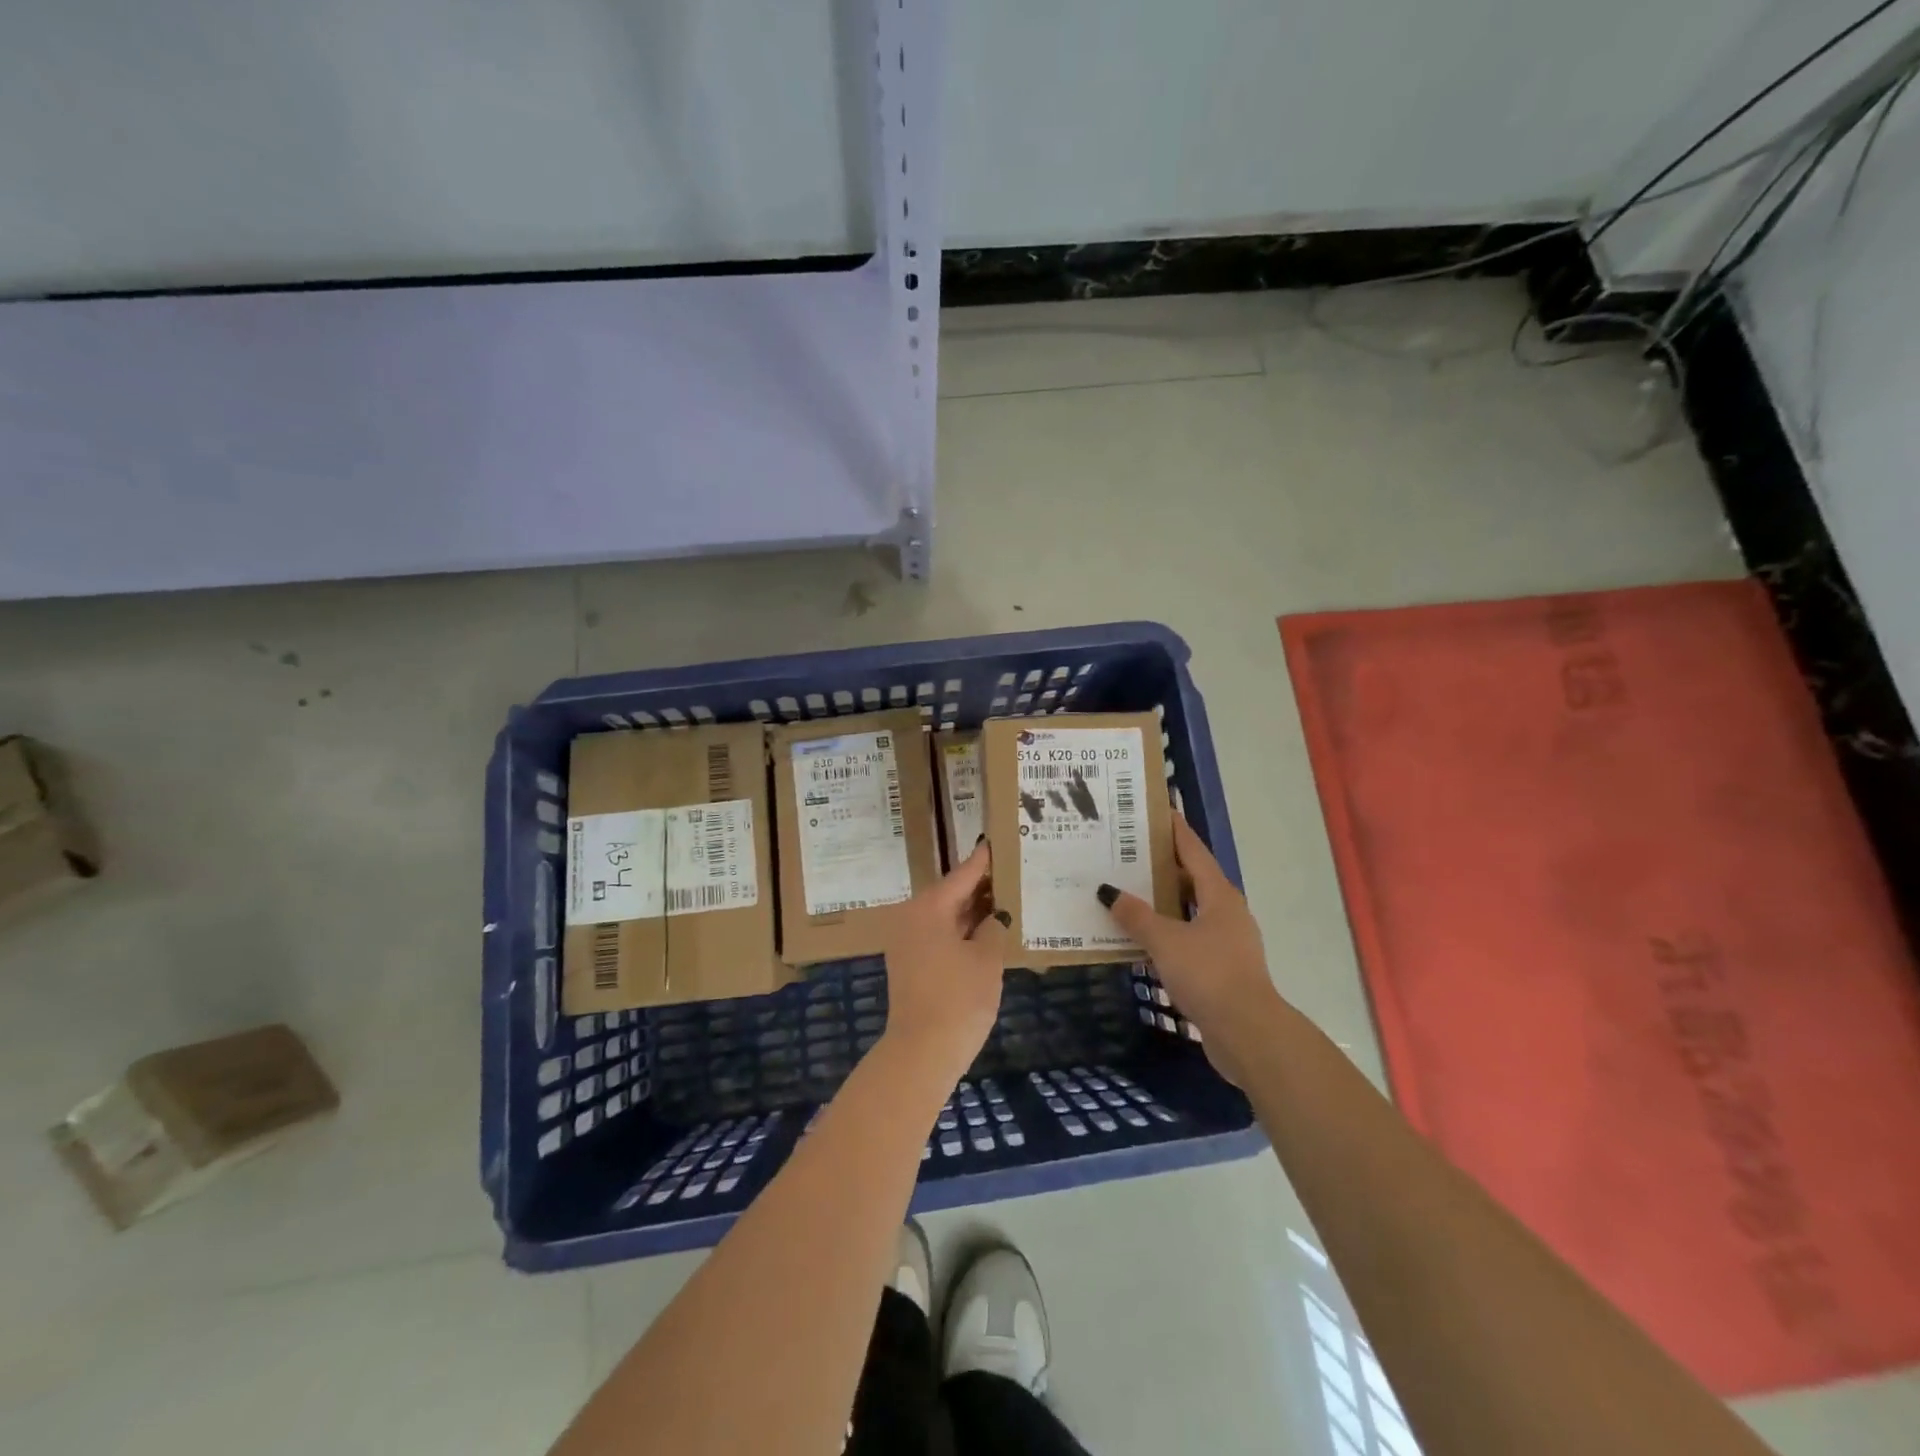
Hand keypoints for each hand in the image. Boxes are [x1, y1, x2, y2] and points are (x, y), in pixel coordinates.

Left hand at [881, 841, 1008, 1081]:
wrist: (922, 1052)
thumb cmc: (959, 998)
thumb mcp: (987, 958)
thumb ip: (994, 927)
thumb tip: (994, 916)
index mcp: (929, 906)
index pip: (964, 873)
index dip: (986, 859)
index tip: (1000, 839)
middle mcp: (912, 916)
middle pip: (952, 892)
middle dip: (982, 886)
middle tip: (1012, 871)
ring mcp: (907, 941)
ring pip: (946, 914)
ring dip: (973, 910)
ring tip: (1006, 898)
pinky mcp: (910, 963)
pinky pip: (939, 933)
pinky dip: (962, 929)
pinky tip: (987, 931)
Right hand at [1099, 815, 1281, 1083]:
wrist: (1247, 1033)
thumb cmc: (1209, 974)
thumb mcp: (1165, 940)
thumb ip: (1136, 915)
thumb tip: (1108, 891)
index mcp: (1219, 895)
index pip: (1193, 851)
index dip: (1174, 830)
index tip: (1157, 810)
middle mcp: (1225, 912)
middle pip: (1191, 878)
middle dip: (1161, 864)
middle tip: (1127, 851)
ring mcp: (1225, 941)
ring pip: (1188, 909)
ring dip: (1161, 900)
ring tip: (1126, 890)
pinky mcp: (1220, 968)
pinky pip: (1186, 937)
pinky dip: (1165, 930)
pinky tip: (1140, 936)